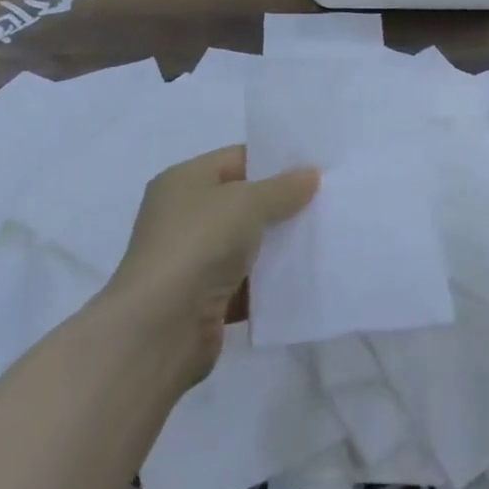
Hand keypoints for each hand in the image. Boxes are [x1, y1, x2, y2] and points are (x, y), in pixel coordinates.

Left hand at [117, 146, 316, 387]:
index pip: (238, 159)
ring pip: (249, 244)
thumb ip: (282, 188)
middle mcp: (184, 216)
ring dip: (281, 244)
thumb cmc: (198, 246)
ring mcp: (194, 260)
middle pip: (245, 202)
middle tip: (329, 200)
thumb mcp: (247, 203)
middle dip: (284, 203)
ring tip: (327, 236)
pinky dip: (272, 281)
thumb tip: (310, 174)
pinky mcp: (206, 300)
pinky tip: (308, 276)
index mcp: (184, 181)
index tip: (317, 167)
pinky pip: (249, 283)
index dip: (276, 161)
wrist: (159, 329)